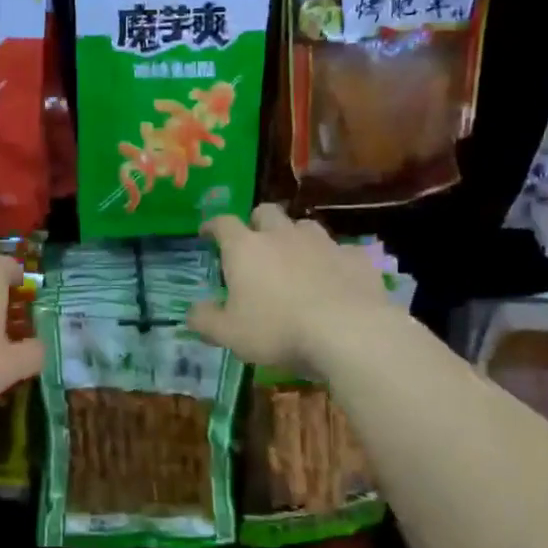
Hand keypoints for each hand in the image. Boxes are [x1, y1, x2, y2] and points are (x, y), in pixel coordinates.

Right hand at [187, 205, 392, 375]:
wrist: (348, 331)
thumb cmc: (278, 330)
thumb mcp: (229, 334)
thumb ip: (205, 320)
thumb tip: (192, 311)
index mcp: (246, 248)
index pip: (223, 223)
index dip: (212, 225)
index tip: (207, 232)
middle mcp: (281, 235)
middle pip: (266, 213)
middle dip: (257, 223)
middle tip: (254, 243)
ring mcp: (322, 243)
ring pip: (304, 226)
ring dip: (295, 237)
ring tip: (294, 259)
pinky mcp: (355, 257)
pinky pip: (340, 251)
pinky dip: (331, 260)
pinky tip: (333, 278)